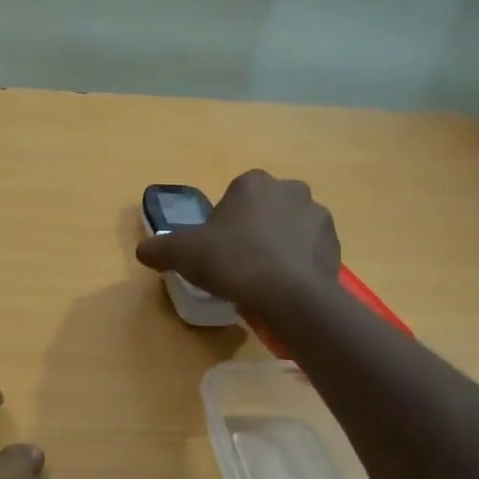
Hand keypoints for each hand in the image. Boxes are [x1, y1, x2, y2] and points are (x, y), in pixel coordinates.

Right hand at [135, 170, 341, 313]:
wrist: (289, 295)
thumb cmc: (233, 262)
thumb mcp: (182, 254)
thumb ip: (159, 248)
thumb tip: (143, 250)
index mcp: (253, 183)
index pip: (233, 196)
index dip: (222, 223)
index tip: (216, 249)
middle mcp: (290, 189)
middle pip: (264, 209)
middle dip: (253, 230)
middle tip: (238, 263)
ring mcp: (318, 215)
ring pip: (289, 228)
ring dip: (278, 245)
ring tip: (263, 278)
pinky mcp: (335, 244)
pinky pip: (309, 250)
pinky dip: (298, 263)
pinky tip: (283, 286)